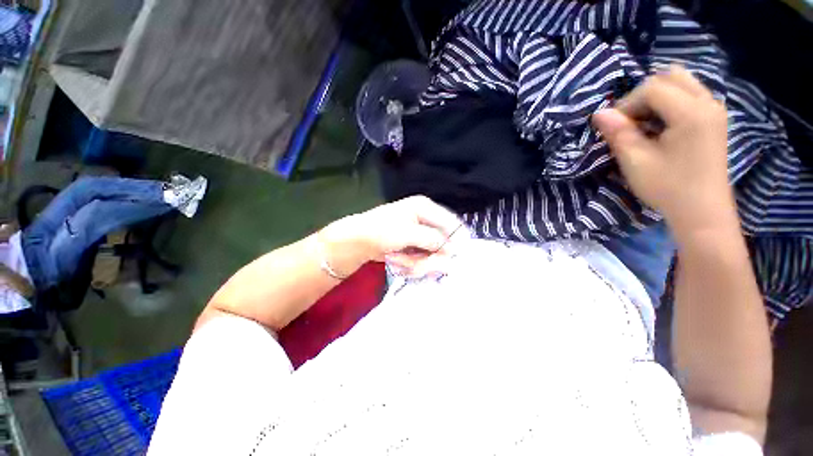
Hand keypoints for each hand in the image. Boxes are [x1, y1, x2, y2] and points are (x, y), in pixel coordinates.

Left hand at [321, 196, 461, 277]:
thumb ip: (433, 239)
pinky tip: (397, 260)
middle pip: (442, 241)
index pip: (451, 222)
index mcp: (425, 207)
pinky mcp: (412, 245)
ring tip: (400, 260)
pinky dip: (411, 262)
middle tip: (422, 265)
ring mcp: (418, 234)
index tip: (458, 257)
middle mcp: (424, 218)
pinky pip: (420, 257)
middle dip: (431, 256)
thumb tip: (453, 249)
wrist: (357, 241)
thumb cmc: (381, 231)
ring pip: (431, 253)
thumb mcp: (409, 233)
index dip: (456, 239)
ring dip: (418, 261)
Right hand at [592, 65, 737, 238]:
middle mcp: (708, 102)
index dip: (627, 104)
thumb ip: (618, 133)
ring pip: (681, 82)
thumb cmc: (668, 188)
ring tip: (644, 123)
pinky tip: (661, 126)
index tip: (614, 127)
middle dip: (643, 95)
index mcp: (691, 112)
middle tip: (630, 122)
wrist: (702, 212)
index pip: (652, 88)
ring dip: (657, 97)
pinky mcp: (715, 119)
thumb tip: (599, 113)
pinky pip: (690, 95)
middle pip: (670, 76)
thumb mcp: (636, 162)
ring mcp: (715, 109)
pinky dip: (670, 103)